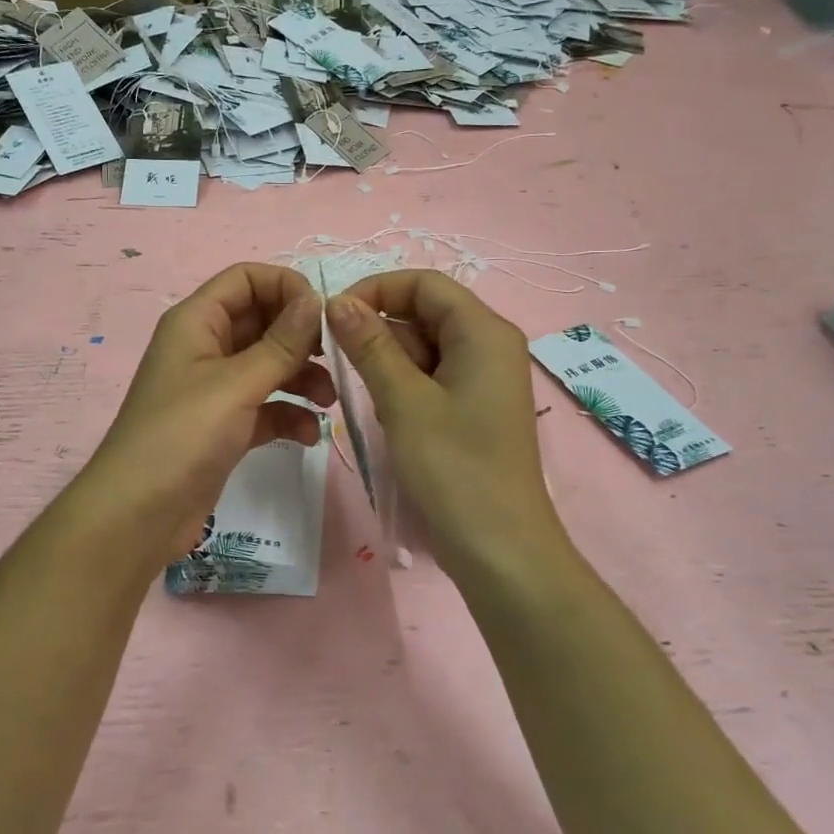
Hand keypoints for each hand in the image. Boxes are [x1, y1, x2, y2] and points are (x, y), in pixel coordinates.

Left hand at [83, 263, 334, 561]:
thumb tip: (316, 299)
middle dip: (300, 336)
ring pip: (268, 365)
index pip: (245, 279)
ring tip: (328, 402)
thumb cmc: (182, 436)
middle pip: (262, 320)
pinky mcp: (224, 426)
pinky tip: (308, 435)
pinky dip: (288, 414)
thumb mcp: (236, 384)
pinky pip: (265, 406)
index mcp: (197, 322)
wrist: (138, 515)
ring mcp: (214, 389)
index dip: (286, 286)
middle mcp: (205, 347)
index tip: (323, 314)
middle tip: (334, 358)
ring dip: (301, 377)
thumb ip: (281, 343)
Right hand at [326, 270, 565, 580]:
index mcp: (484, 332)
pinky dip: (405, 386)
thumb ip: (370, 345)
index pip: (424, 284)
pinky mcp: (475, 407)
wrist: (500, 549)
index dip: (376, 289)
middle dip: (380, 330)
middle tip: (342, 363)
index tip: (333, 317)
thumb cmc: (454, 469)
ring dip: (390, 362)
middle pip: (425, 312)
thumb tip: (338, 301)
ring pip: (425, 347)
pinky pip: (433, 376)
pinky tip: (391, 417)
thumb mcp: (404, 402)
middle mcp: (489, 345)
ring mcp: (484, 378)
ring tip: (373, 400)